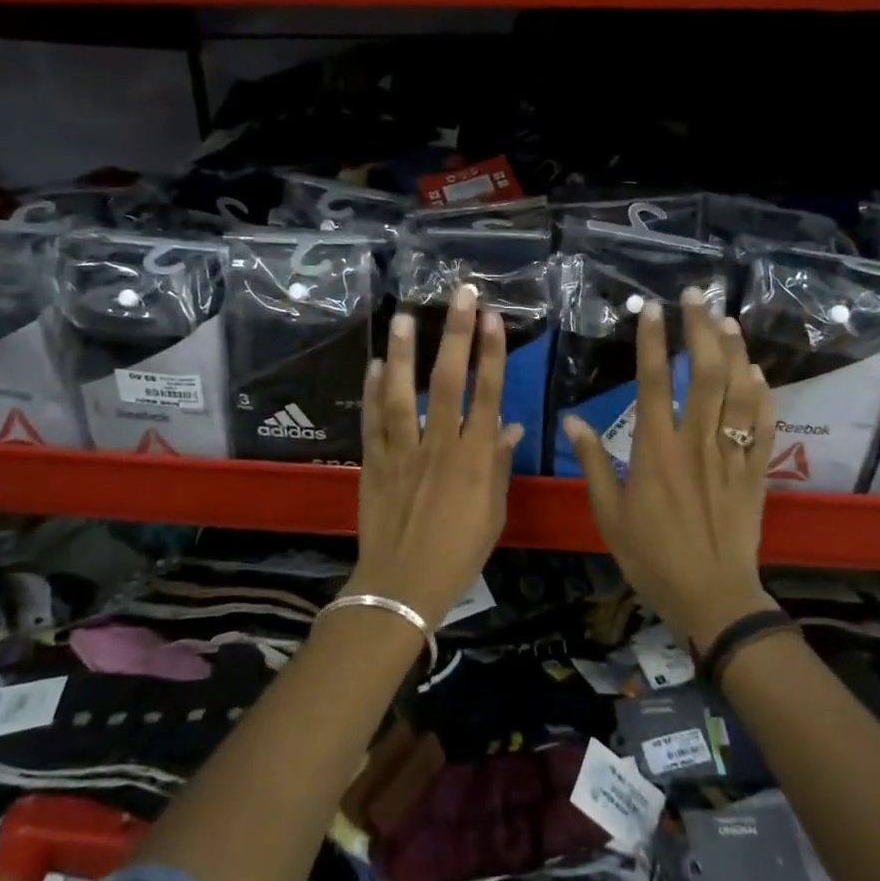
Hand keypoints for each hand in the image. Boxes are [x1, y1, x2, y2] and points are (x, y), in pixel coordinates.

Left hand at [353, 285, 522, 627]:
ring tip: (403, 316)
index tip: (493, 317)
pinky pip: (373, 421)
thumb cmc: (458, 554)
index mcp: (474, 460)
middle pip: (448, 382)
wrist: (402, 585)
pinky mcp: (374, 462)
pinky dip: (372, 392)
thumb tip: (508, 425)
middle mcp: (439, 446)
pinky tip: (373, 364)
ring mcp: (402, 452)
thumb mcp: (492, 513)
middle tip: (459, 295)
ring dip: (403, 353)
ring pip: (402, 394)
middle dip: (456, 334)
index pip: (487, 395)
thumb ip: (499, 466)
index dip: (492, 353)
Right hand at [562, 289, 775, 649]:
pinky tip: (758, 373)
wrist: (712, 596)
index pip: (655, 382)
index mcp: (657, 450)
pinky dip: (763, 394)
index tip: (652, 309)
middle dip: (701, 329)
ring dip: (735, 351)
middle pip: (706, 374)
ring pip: (740, 391)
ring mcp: (732, 454)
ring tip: (727, 320)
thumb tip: (572, 420)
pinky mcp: (756, 472)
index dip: (653, 342)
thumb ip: (594, 463)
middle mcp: (697, 442)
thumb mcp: (609, 513)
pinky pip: (764, 425)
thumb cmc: (652, 556)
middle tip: (696, 296)